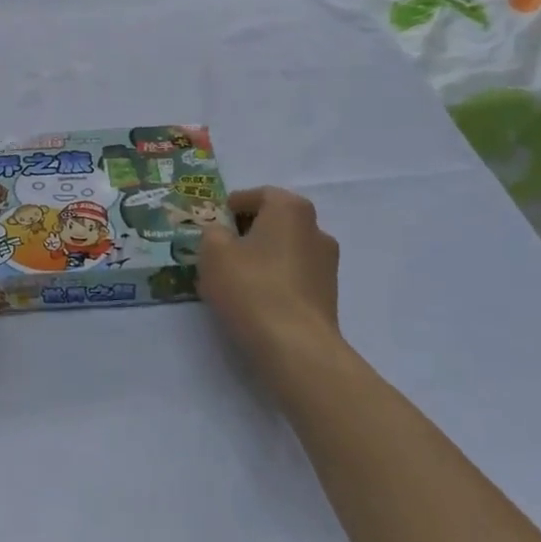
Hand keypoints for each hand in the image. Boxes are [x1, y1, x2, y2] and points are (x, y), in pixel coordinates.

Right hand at [196, 187, 341, 364]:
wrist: (295, 346)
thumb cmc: (251, 287)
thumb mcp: (213, 252)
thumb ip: (212, 233)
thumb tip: (221, 234)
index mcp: (290, 209)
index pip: (259, 194)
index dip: (234, 205)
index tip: (215, 220)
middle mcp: (316, 229)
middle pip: (275, 221)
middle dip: (247, 231)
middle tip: (220, 248)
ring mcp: (327, 264)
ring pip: (285, 250)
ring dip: (262, 257)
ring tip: (234, 278)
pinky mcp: (328, 295)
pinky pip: (294, 276)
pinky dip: (274, 280)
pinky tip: (254, 300)